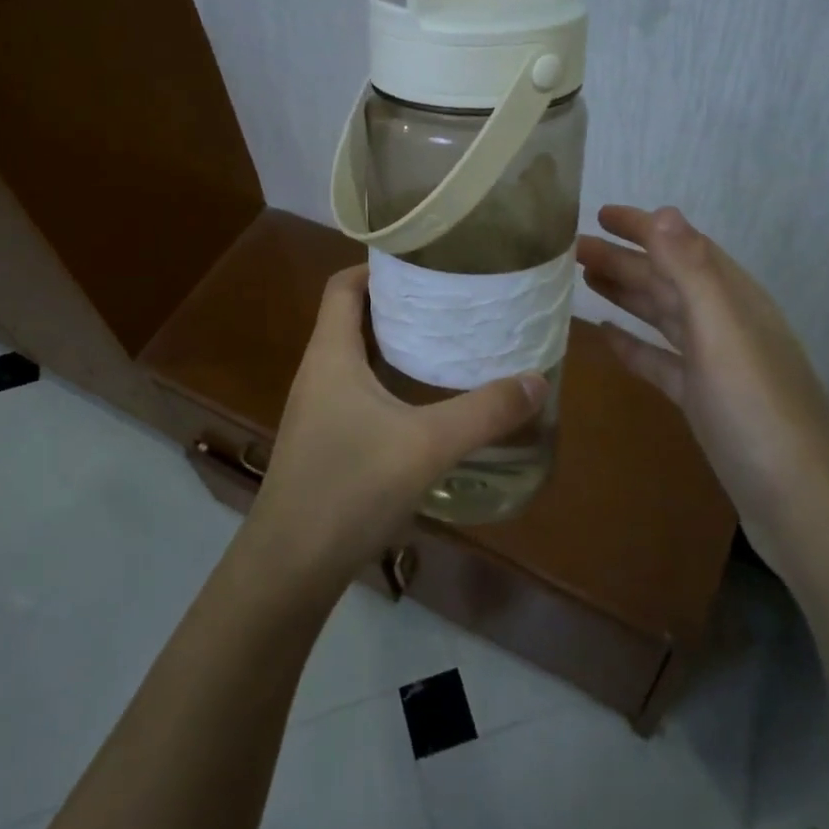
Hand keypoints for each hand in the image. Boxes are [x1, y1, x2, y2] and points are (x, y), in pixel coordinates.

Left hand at [240, 265, 545, 589]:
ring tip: (444, 344)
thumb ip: (485, 412)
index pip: (342, 286)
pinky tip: (423, 404)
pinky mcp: (323, 441)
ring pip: (354, 358)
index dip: (376, 267)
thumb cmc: (350, 487)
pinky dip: (387, 382)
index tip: (423, 263)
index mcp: (330, 354)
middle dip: (396, 304)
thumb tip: (538, 381)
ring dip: (393, 345)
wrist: (291, 566)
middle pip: (351, 317)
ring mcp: (316, 409)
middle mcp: (317, 372)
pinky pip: (356, 392)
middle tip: (449, 301)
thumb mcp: (427, 445)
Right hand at [577, 205, 828, 556]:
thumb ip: (692, 271)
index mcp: (733, 299)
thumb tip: (663, 211)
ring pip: (662, 315)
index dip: (644, 227)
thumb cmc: (757, 409)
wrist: (799, 501)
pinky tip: (606, 337)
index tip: (600, 214)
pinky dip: (633, 344)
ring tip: (583, 279)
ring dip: (626, 294)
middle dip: (624, 259)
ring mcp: (714, 364)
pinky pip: (660, 360)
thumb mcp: (722, 332)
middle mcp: (724, 324)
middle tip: (572, 248)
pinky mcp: (702, 399)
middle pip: (667, 279)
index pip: (683, 247)